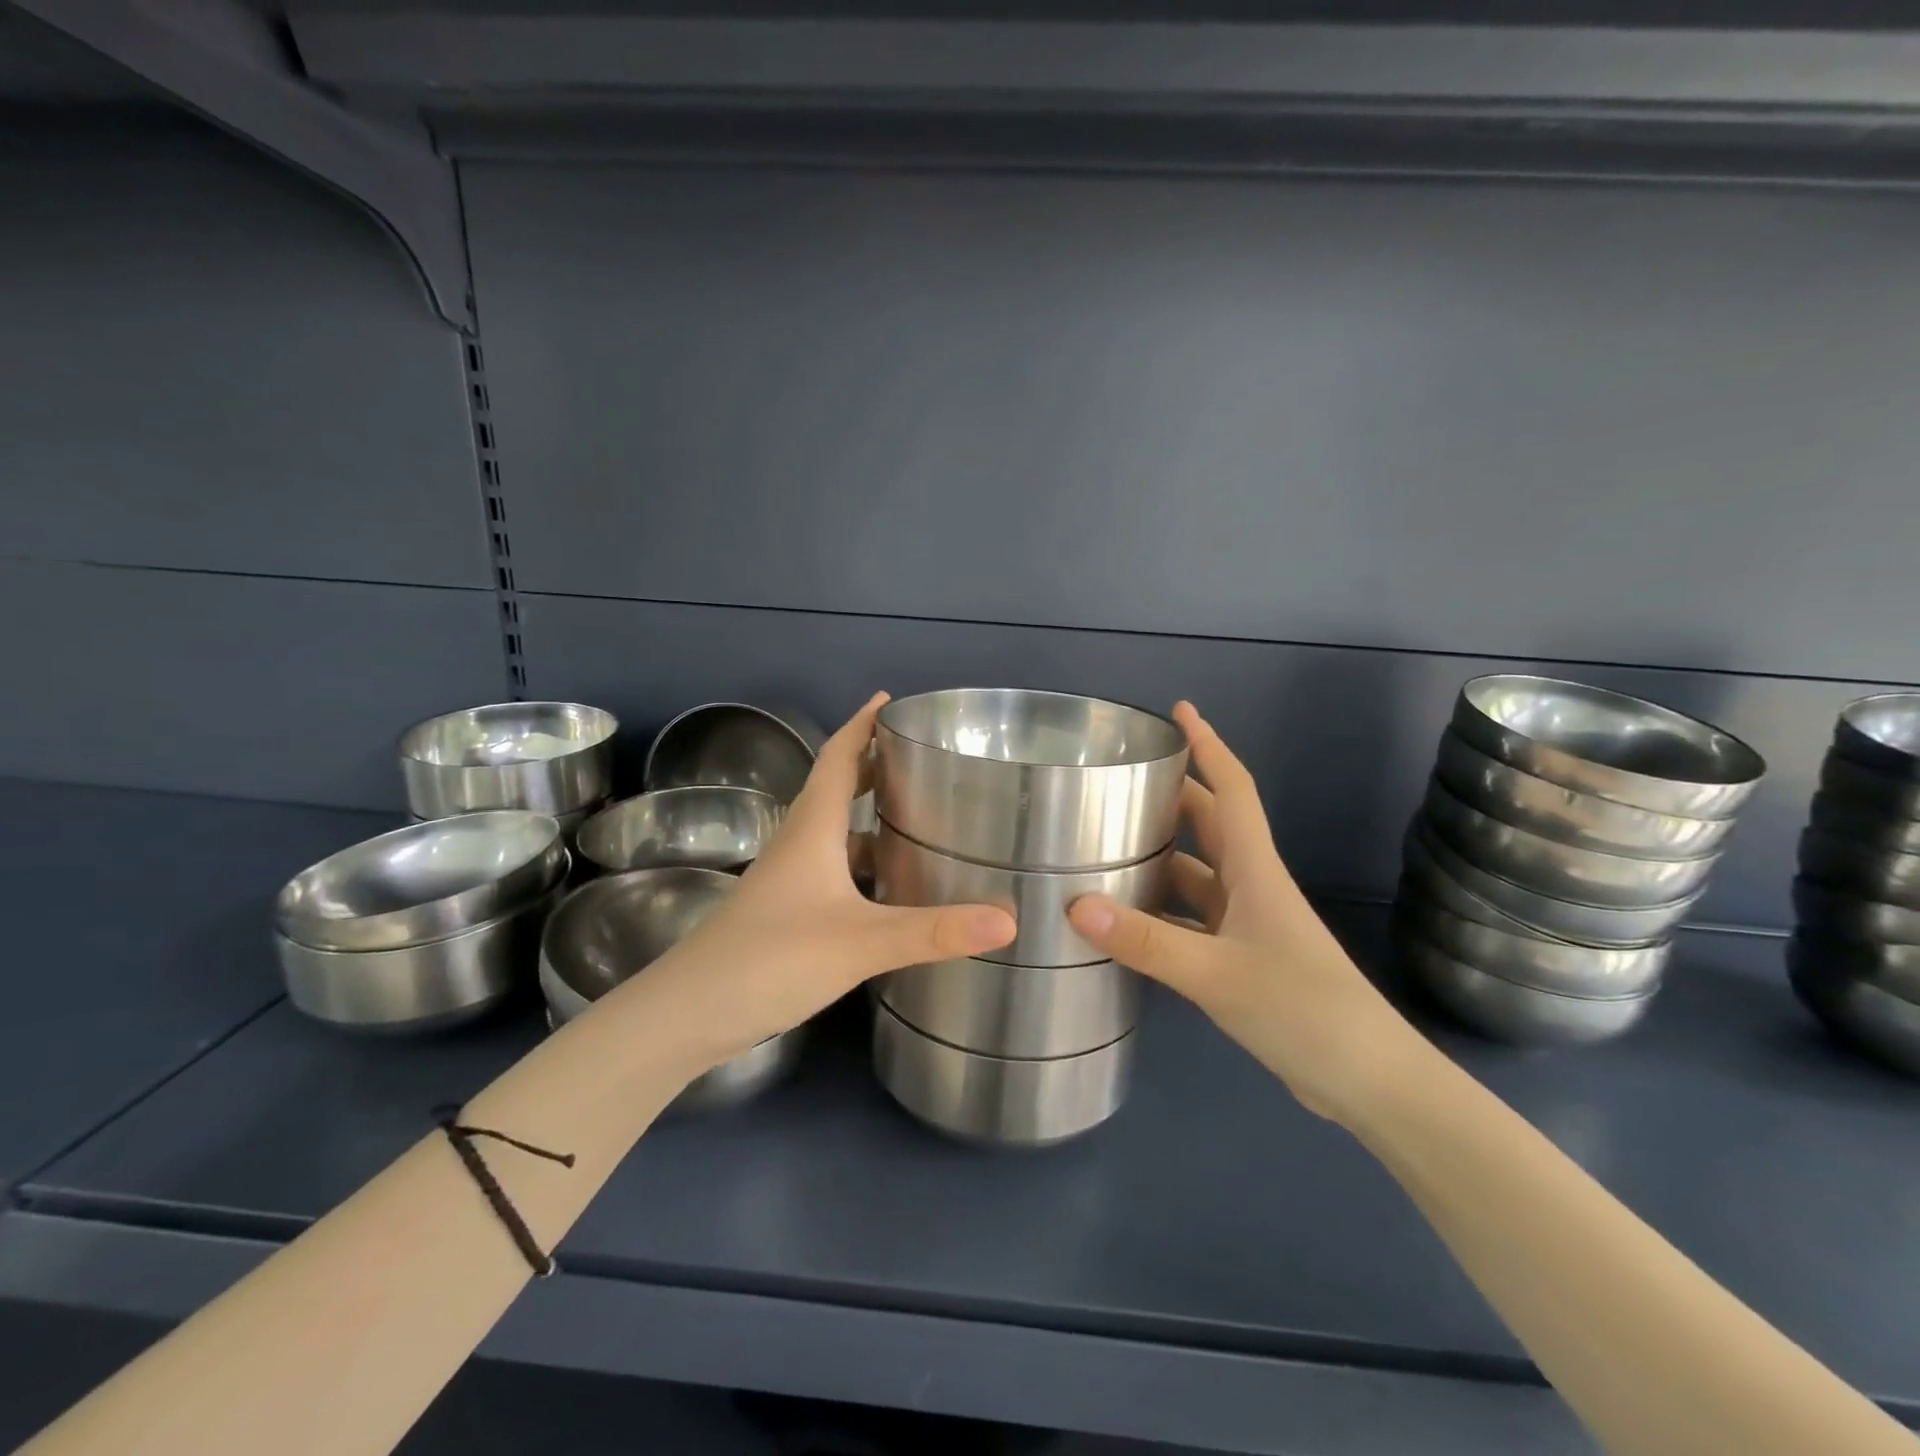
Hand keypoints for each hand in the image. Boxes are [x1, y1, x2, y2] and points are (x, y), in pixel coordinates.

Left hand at [660, 693, 1016, 1064]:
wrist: (688, 1014)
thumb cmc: (770, 959)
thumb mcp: (860, 943)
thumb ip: (933, 932)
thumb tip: (1009, 918)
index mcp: (812, 829)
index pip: (837, 757)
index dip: (862, 724)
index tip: (890, 699)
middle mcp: (799, 844)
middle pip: (836, 787)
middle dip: (873, 763)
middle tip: (922, 755)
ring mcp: (789, 880)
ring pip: (835, 831)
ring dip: (870, 815)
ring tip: (920, 812)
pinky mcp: (788, 912)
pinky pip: (834, 868)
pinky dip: (864, 862)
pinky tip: (893, 885)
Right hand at [1067, 702, 1423, 1123]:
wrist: (1368, 1081)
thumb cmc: (1303, 1009)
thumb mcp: (1216, 973)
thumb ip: (1146, 941)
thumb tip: (1075, 905)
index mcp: (1255, 870)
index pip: (1232, 789)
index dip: (1209, 745)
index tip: (1181, 710)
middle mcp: (1251, 886)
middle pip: (1209, 824)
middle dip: (1172, 795)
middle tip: (1119, 780)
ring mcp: (1247, 924)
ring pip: (1196, 874)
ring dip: (1159, 857)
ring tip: (1104, 845)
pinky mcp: (1241, 959)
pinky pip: (1191, 918)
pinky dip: (1160, 911)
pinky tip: (1124, 921)